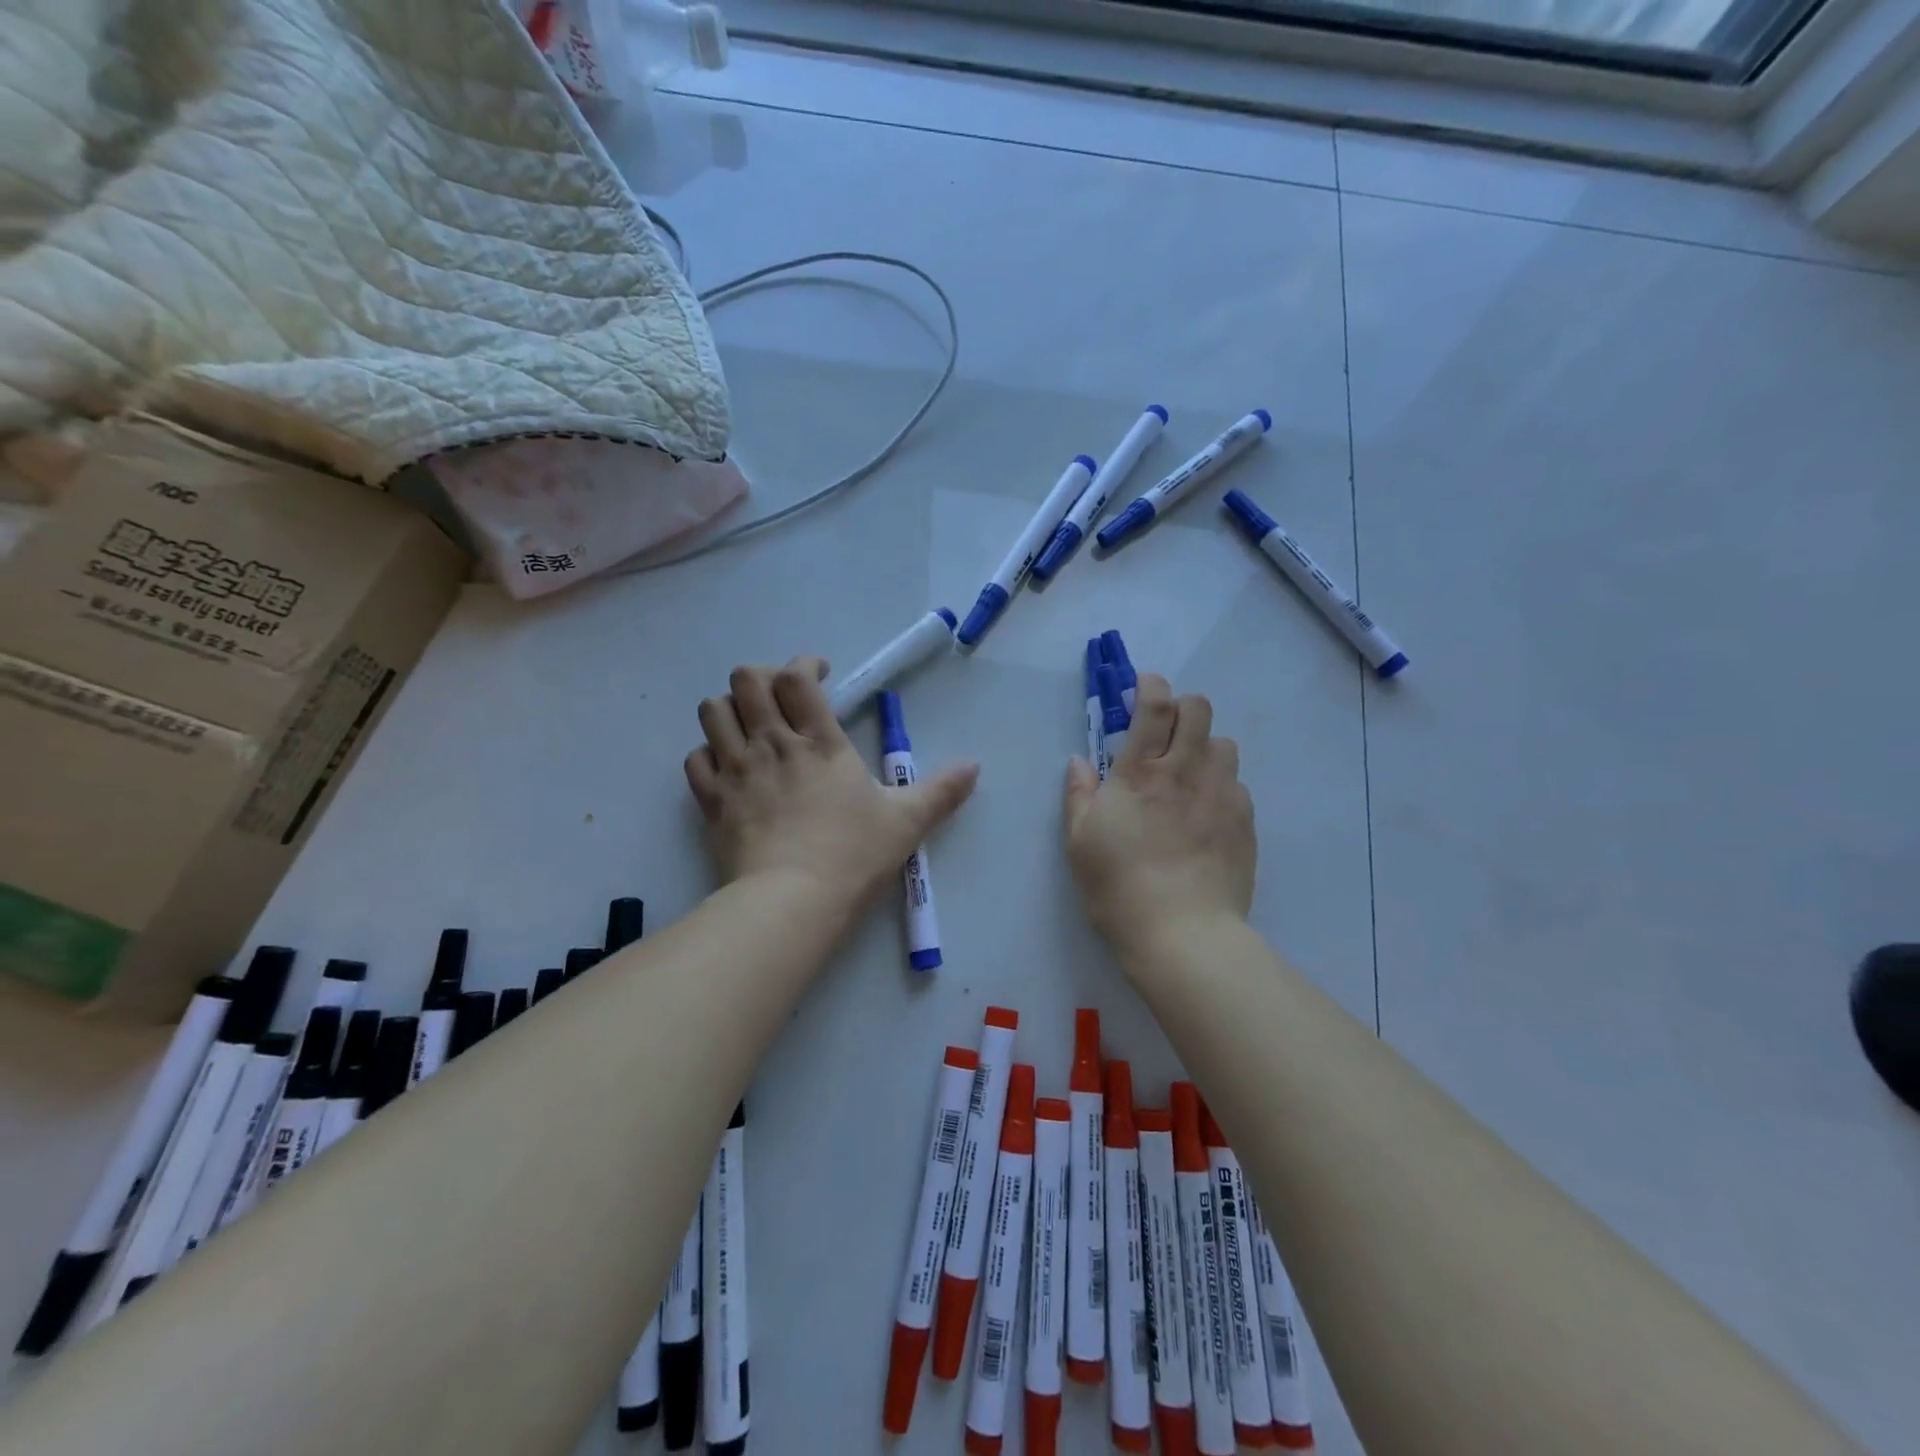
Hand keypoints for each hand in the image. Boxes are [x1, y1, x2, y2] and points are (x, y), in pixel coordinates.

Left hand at [685, 657, 979, 916]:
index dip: (805, 665)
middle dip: (762, 678)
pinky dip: (708, 756)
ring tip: (749, 728)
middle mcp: (772, 743)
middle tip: (780, 699)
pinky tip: (727, 769)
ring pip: (713, 711)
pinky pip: (695, 759)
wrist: (792, 901)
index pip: (797, 677)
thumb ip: (941, 790)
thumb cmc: (853, 854)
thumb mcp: (907, 821)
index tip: (819, 676)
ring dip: (730, 710)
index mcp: (820, 741)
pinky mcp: (712, 801)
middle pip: (747, 680)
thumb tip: (975, 766)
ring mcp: (737, 770)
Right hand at [1064, 672, 1254, 955]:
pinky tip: (1205, 815)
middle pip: (1199, 709)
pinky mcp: (1245, 821)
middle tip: (1163, 735)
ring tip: (1187, 776)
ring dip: (1204, 747)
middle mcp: (1186, 771)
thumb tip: (1080, 761)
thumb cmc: (1118, 886)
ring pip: (1224, 744)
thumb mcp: (1079, 842)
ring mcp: (1222, 795)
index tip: (1142, 689)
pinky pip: (1237, 784)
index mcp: (1141, 772)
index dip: (1150, 685)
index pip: (1155, 704)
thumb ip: (1079, 794)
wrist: (1182, 934)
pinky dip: (1220, 786)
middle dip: (1181, 708)